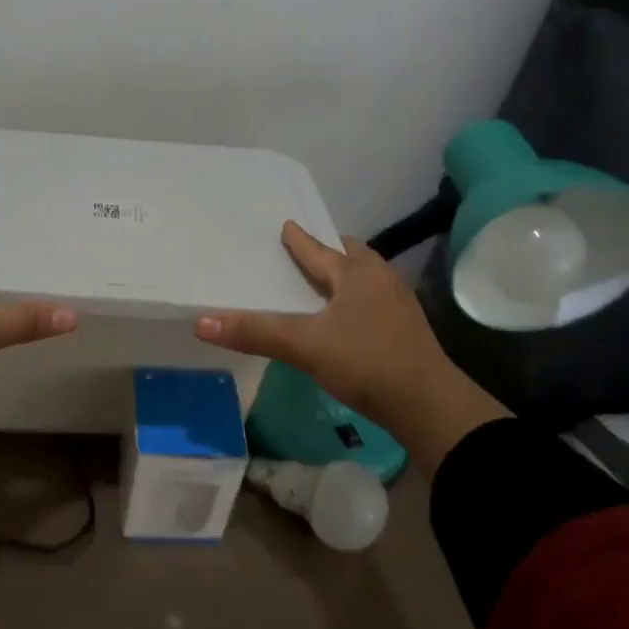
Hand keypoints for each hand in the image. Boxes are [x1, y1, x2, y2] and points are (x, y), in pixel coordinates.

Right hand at [195, 221, 508, 462]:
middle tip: (308, 252)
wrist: (427, 403)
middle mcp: (380, 279)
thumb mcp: (304, 346)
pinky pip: (374, 300)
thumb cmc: (365, 361)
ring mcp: (398, 304)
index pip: (319, 250)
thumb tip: (201, 321)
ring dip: (345, 275)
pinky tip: (347, 318)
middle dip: (330, 251)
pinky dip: (356, 299)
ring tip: (325, 283)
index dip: (299, 240)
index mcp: (356, 274)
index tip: (286, 225)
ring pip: (366, 278)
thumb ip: (255, 332)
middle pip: (351, 255)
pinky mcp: (407, 330)